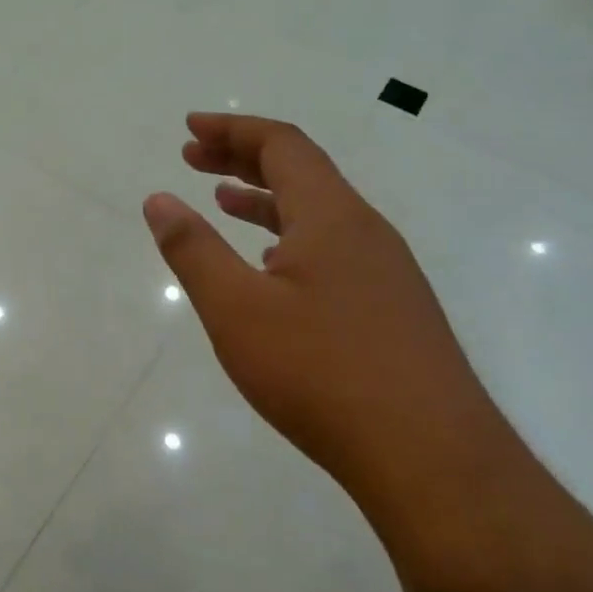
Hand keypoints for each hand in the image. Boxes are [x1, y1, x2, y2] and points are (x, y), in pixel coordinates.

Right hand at [143, 113, 500, 500]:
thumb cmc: (322, 374)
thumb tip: (158, 199)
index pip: (283, 145)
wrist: (433, 462)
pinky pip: (333, 248)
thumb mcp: (237, 309)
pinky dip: (291, 236)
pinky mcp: (394, 310)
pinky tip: (271, 266)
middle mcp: (366, 231)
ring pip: (319, 212)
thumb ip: (193, 250)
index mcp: (332, 217)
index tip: (190, 129)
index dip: (233, 130)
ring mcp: (386, 272)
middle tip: (193, 157)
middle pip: (302, 171)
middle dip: (243, 157)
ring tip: (222, 200)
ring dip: (266, 198)